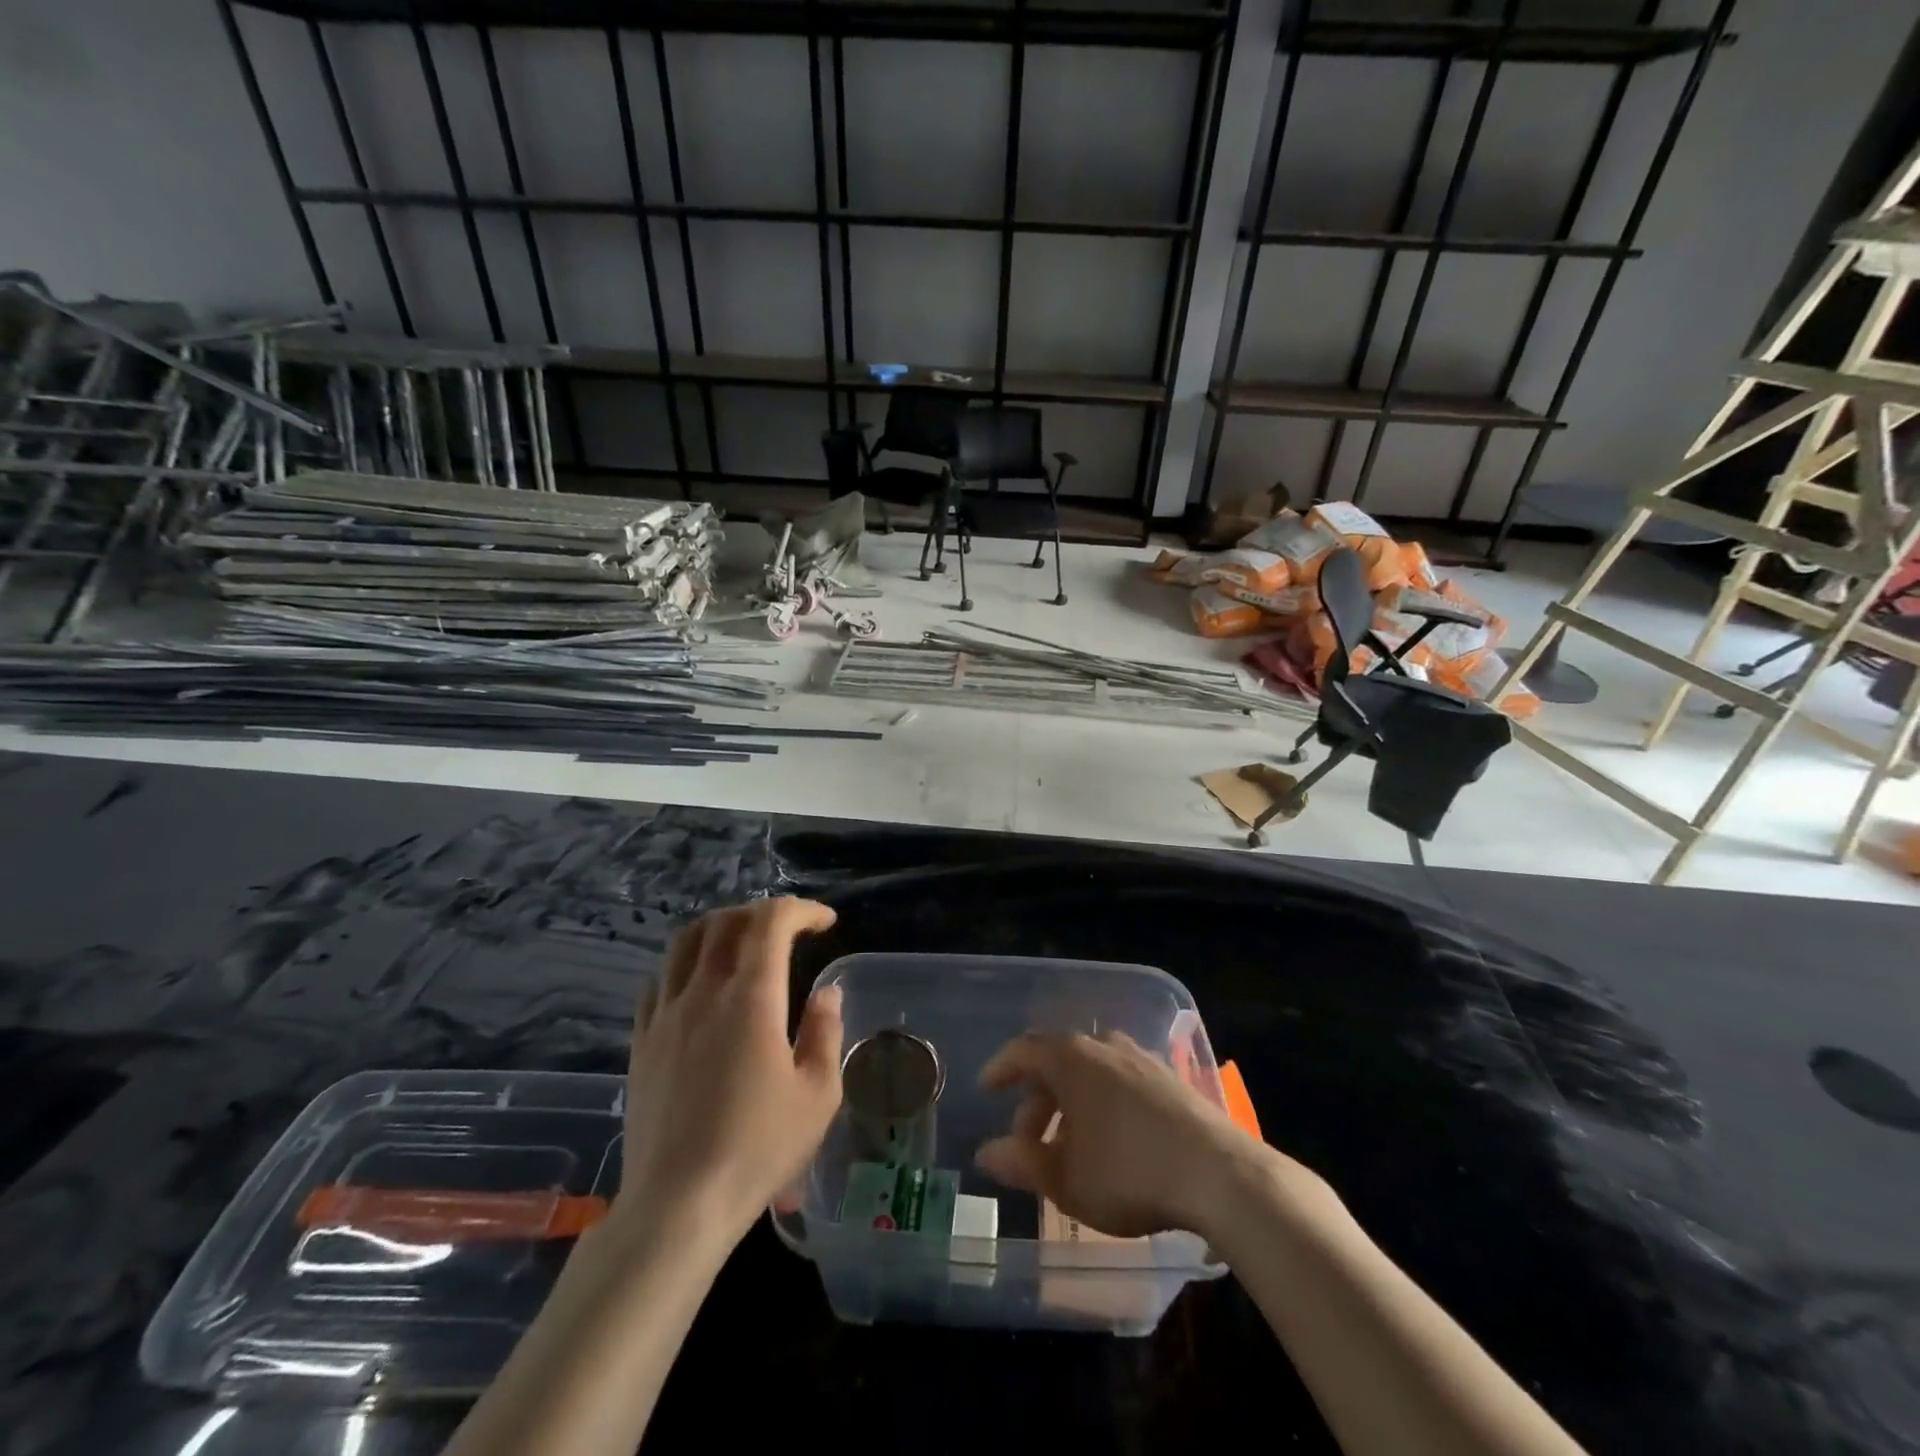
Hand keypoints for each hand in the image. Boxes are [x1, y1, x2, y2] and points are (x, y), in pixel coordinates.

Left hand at [616, 897, 843, 1243]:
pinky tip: (700, 986)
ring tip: (743, 945)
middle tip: (788, 931)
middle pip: (725, 921)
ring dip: (720, 928)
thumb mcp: (817, 1094)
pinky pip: (660, 979)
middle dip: (761, 913)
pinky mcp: (641, 1040)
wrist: (678, 1205)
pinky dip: (686, 964)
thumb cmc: (758, 1148)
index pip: (771, 921)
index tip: (825, 924)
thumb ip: (824, 1032)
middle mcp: (704, 991)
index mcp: (752, 998)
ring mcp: (666, 1014)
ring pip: (685, 942)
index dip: (801, 910)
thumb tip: (826, 993)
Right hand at [974, 1030, 1278, 1239]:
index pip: (1023, 1051)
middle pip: (1057, 1061)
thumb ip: (1022, 1163)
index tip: (986, 1089)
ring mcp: (1140, 1058)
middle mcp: (1103, 1045)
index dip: (1000, 1069)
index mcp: (1071, 1059)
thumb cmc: (1129, 1173)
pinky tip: (1111, 1139)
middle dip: (1037, 1101)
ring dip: (1070, 1103)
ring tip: (1070, 1145)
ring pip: (1090, 1071)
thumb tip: (987, 1153)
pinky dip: (1102, 1102)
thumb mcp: (1066, 1180)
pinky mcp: (1169, 1078)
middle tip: (1029, 1143)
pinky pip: (1120, 1079)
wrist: (1219, 1174)